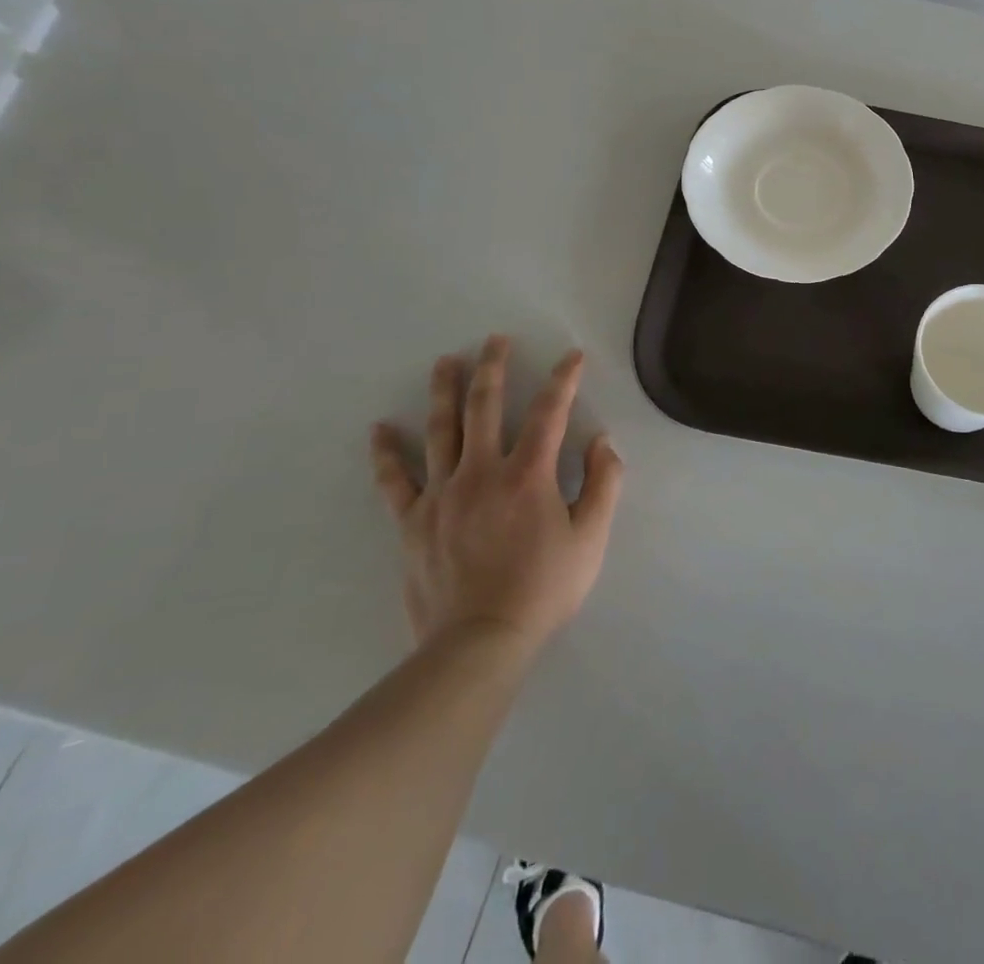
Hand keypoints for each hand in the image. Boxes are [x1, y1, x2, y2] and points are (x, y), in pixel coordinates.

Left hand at [370, 338, 623, 655]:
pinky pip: (395, 481)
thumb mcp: (591, 538)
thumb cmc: (544, 588)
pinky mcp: (414, 522)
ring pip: (440, 431)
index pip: (549, 412)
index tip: (572, 356)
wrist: (479, 643)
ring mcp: (442, 495)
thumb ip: (604, 484)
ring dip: (444, 392)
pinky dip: (387, 453)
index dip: (563, 380)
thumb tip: (602, 441)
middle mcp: (481, 473)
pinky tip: (379, 429)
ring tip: (445, 362)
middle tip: (495, 339)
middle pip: (485, 407)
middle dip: (493, 368)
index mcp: (528, 475)